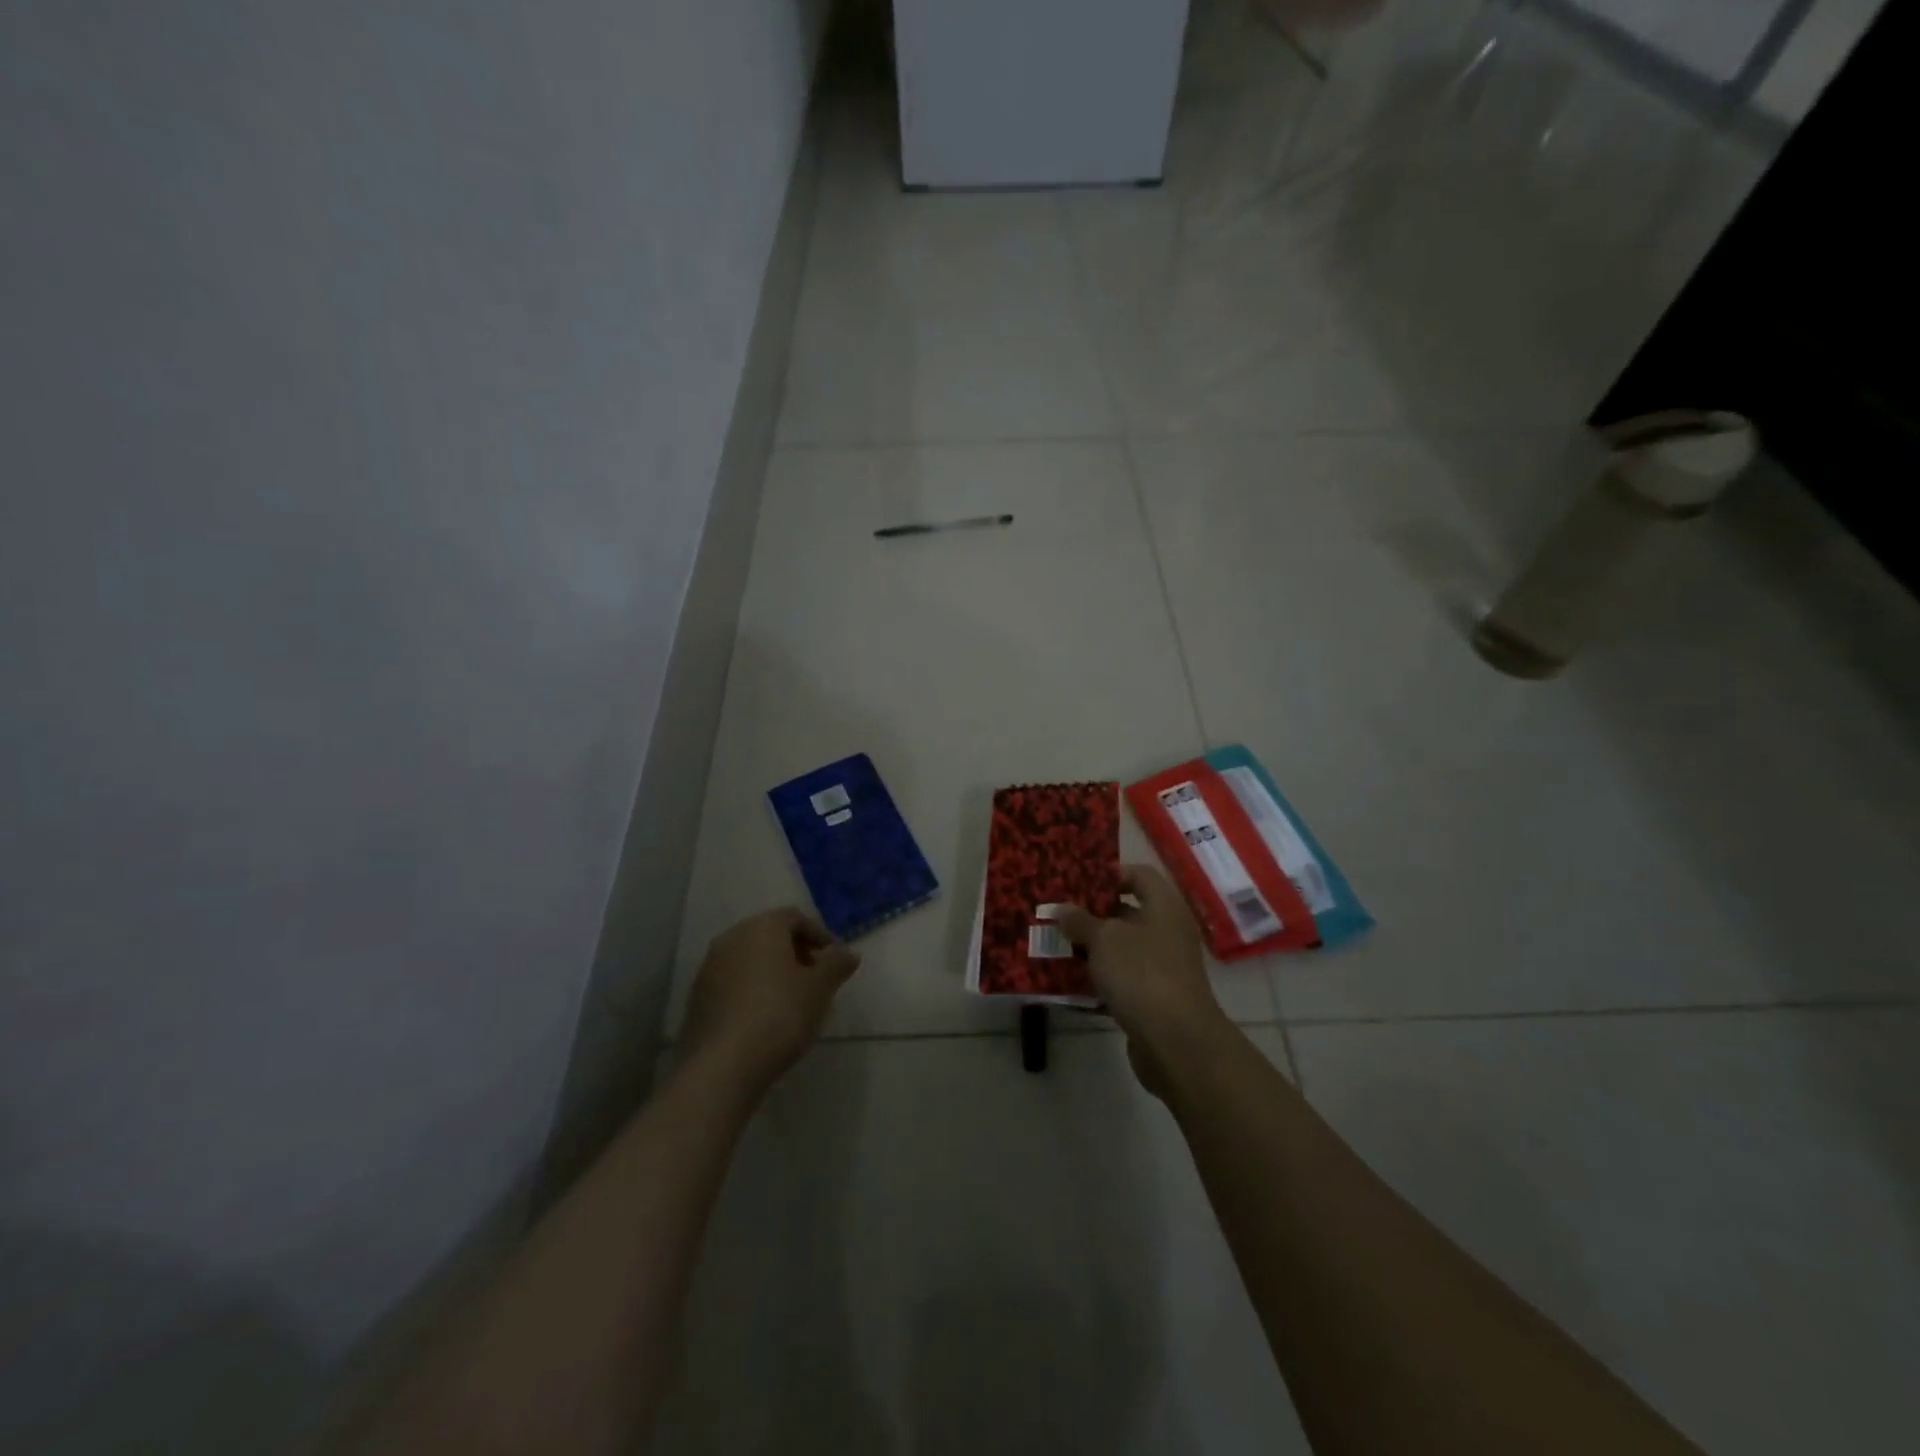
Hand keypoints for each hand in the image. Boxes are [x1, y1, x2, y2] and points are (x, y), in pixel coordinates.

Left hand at [682, 908, 859, 1095]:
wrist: (723, 1065)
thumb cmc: (780, 1014)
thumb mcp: (820, 988)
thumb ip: (837, 964)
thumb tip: (848, 953)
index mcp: (762, 927)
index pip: (795, 918)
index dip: (820, 936)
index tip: (835, 961)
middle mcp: (732, 937)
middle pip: (770, 936)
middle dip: (796, 953)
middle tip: (817, 979)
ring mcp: (709, 967)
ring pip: (749, 959)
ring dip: (773, 972)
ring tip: (793, 1001)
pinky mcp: (697, 998)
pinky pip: (733, 982)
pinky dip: (752, 990)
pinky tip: (765, 1017)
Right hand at [1056, 866, 1229, 1094]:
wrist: (1176, 1042)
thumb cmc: (1141, 974)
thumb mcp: (1104, 940)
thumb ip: (1080, 920)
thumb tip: (1062, 908)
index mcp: (1164, 907)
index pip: (1139, 875)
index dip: (1110, 874)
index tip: (1078, 883)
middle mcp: (1168, 932)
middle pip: (1128, 912)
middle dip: (1093, 914)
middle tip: (1058, 914)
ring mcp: (1163, 966)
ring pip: (1123, 948)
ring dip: (1092, 948)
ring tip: (1057, 945)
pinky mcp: (1155, 997)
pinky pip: (1123, 978)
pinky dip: (1100, 977)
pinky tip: (1071, 981)